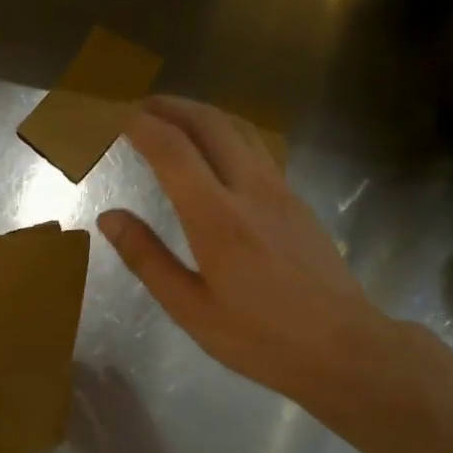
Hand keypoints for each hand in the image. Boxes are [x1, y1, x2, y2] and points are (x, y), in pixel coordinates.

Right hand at [98, 96, 406, 416]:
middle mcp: (251, 190)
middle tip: (138, 107)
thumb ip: (148, 258)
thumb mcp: (190, 309)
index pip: (172, 150)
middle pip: (210, 123)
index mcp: (217, 217)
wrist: (342, 346)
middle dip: (170, 106)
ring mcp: (281, 191)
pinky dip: (226, 134)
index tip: (112, 114)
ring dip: (201, 114)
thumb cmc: (259, 337)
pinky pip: (257, 149)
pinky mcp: (298, 201)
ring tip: (172, 120)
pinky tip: (215, 153)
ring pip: (240, 129)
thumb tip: (110, 218)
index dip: (139, 125)